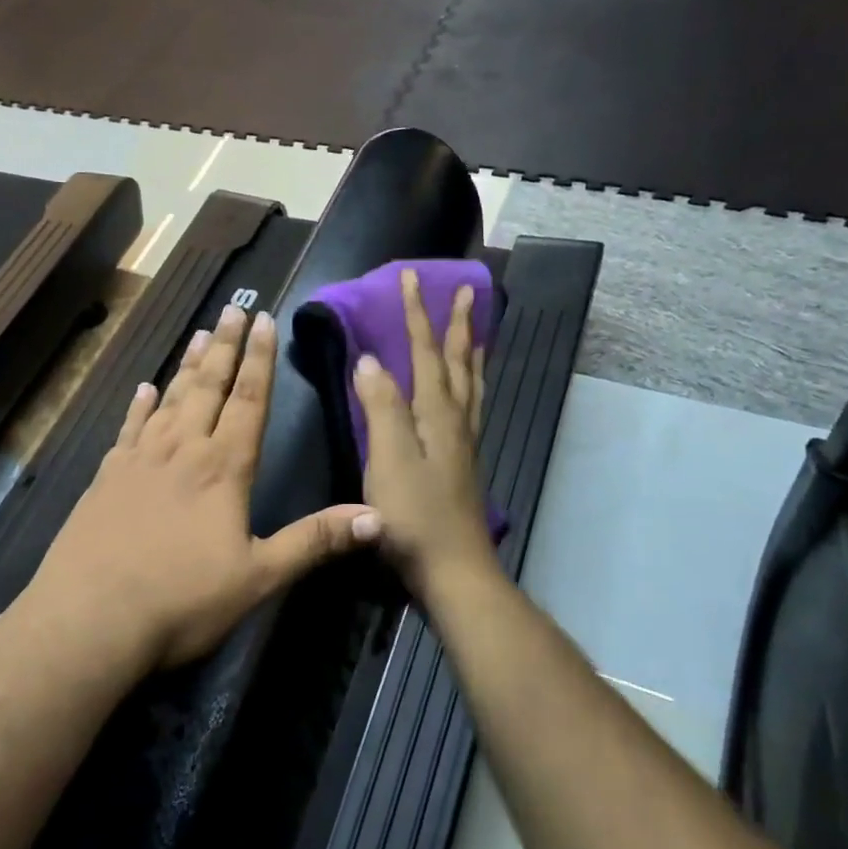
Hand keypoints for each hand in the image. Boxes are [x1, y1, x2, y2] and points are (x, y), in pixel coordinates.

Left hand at [27, 303, 382, 672]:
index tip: (263, 320)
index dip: (259, 360)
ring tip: (199, 333)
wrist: (88, 621)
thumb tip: (377, 516)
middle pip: (208, 387)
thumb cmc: (181, 600)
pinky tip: (143, 389)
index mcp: (223, 468)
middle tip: (233, 309)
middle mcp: (182, 450)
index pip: (248, 401)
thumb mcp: (259, 576)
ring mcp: (139, 460)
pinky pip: (128, 429)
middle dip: (225, 347)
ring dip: (187, 365)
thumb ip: (315, 541)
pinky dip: (138, 406)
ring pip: (170, 399)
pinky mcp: (106, 477)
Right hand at [353, 269, 495, 601]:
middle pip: (459, 362)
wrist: (452, 571)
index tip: (411, 277)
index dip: (416, 314)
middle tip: (468, 291)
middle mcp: (456, 421)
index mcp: (436, 414)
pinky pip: (471, 406)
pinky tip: (466, 393)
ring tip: (477, 330)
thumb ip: (381, 408)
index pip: (425, 352)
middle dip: (458, 324)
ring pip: (472, 384)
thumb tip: (370, 359)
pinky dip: (471, 384)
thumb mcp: (388, 459)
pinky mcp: (462, 463)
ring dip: (472, 351)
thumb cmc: (414, 516)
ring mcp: (463, 443)